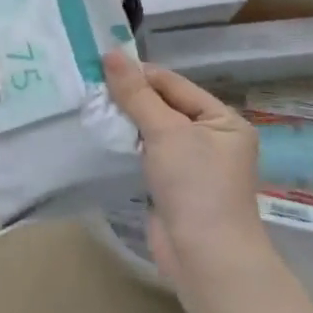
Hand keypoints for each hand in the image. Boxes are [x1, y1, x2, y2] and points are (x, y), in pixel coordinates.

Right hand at [102, 51, 268, 284]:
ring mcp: (192, 163)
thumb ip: (136, 94)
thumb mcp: (166, 131)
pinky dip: (127, 143)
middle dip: (129, 97)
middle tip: (90, 84)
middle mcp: (211, 138)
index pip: (174, 84)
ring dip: (125, 119)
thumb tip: (110, 54)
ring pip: (153, 129)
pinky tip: (104, 134)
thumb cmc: (196, 186)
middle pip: (163, 104)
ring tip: (91, 105)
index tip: (99, 64)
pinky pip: (147, 152)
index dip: (138, 74)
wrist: (206, 259)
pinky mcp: (173, 185)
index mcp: (223, 120)